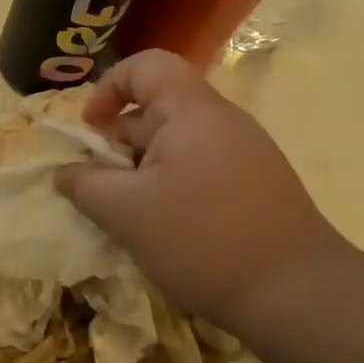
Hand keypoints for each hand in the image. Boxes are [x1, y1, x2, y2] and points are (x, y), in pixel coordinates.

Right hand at [55, 50, 348, 325]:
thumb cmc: (201, 240)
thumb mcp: (124, 212)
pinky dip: (169, 188)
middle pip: (158, 108)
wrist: (298, 296)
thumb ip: (83, 184)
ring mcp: (245, 156)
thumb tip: (65, 173)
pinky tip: (162, 230)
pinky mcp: (256, 187)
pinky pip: (199, 170)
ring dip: (140, 171)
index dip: (108, 87)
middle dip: (118, 142)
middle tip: (99, 186)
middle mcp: (222, 123)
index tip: (91, 131)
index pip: (146, 66)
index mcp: (193, 113)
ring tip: (127, 214)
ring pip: (176, 145)